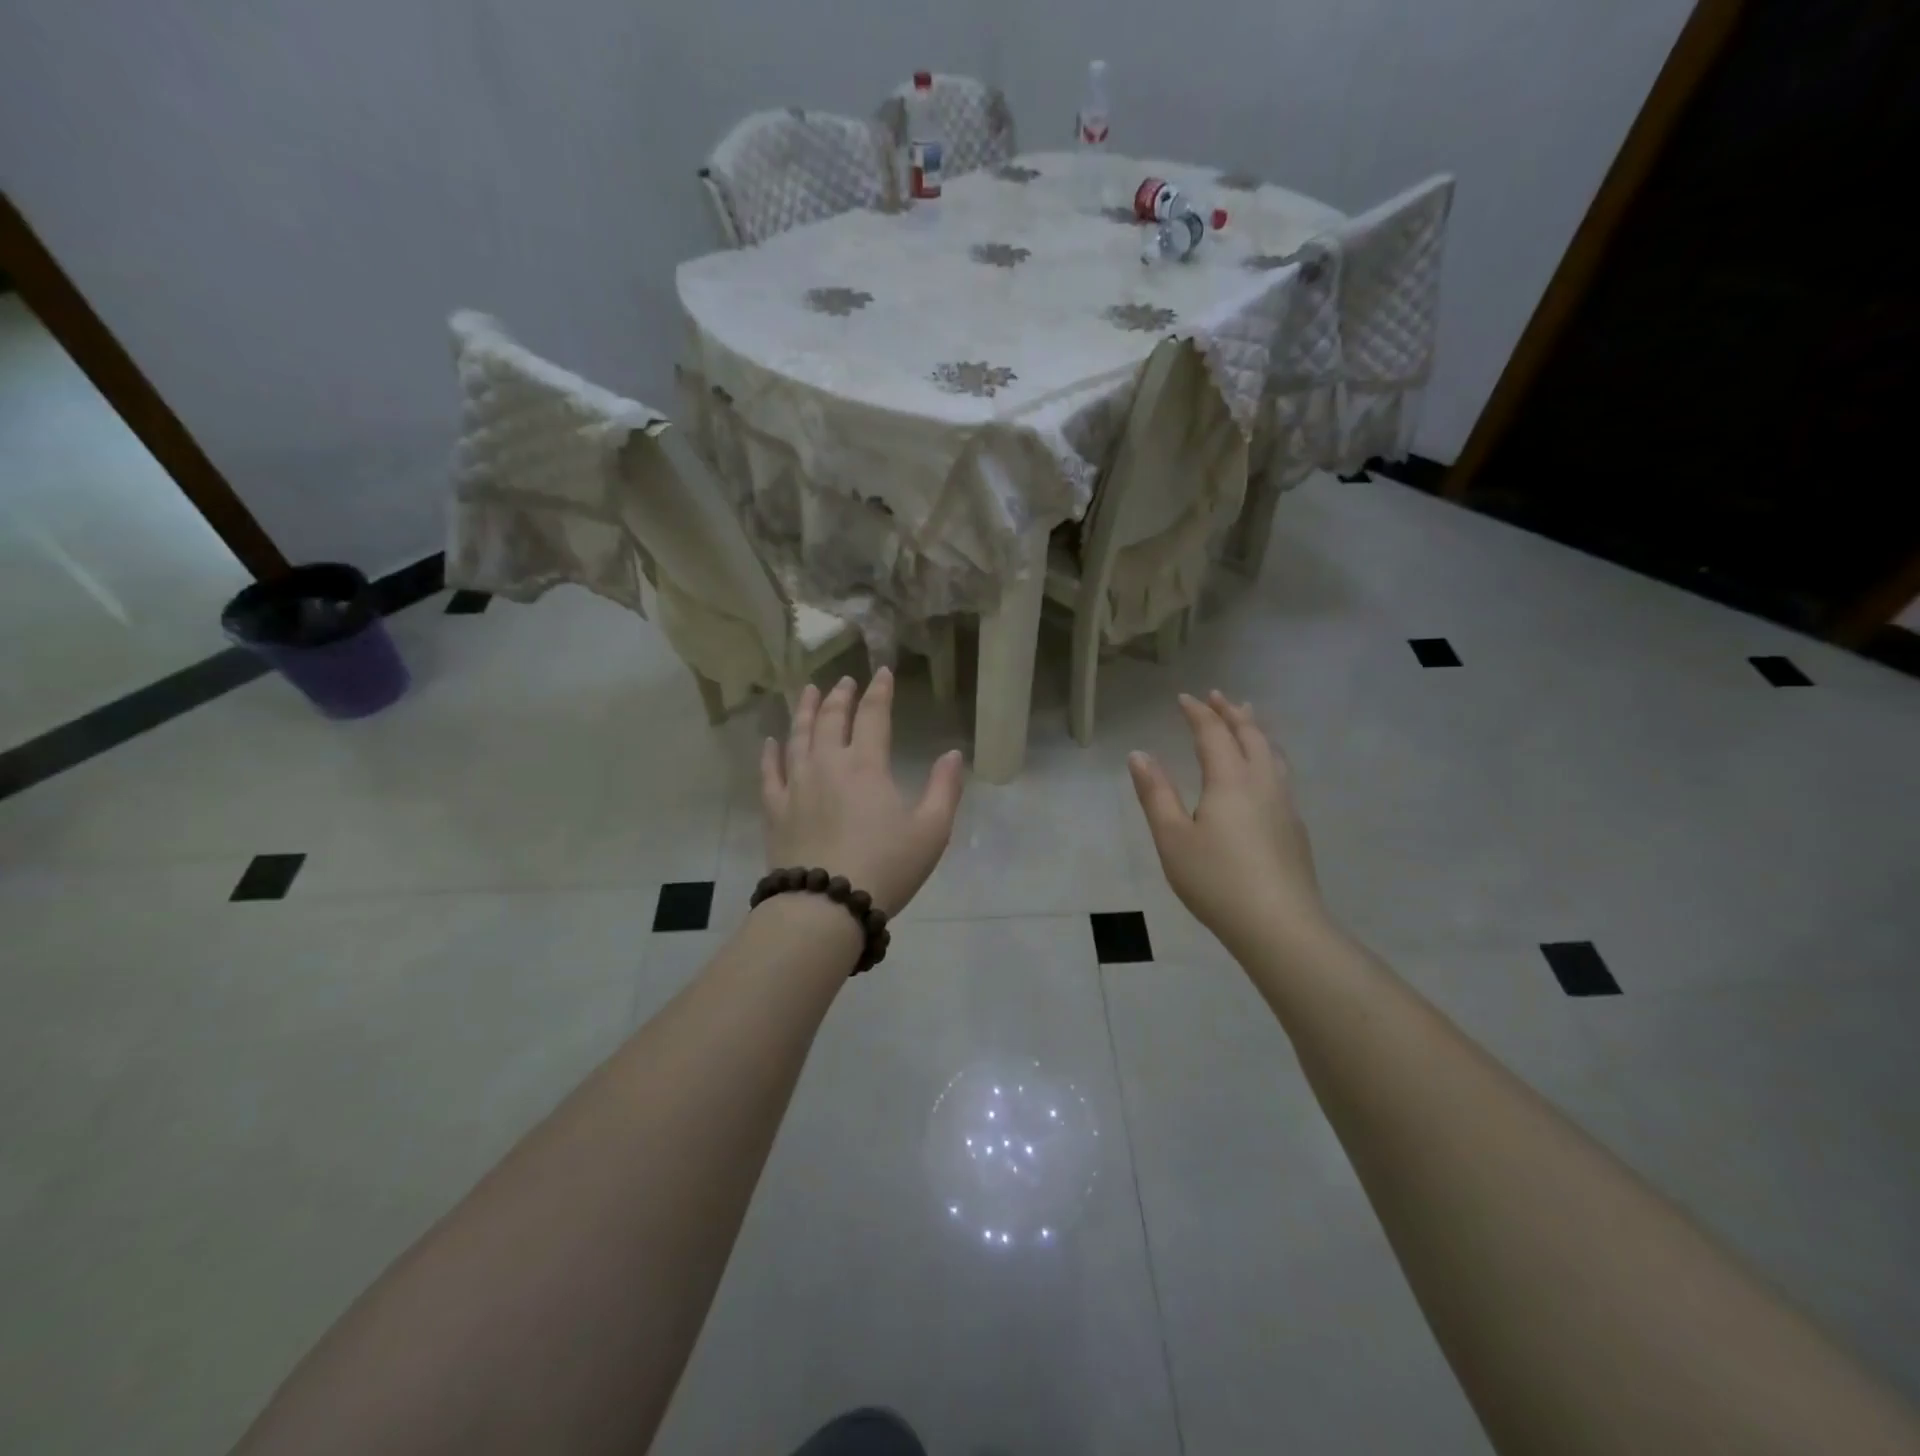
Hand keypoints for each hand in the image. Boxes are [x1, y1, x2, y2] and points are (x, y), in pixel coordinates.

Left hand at [761, 669, 965, 916]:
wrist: (826, 905)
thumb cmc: (886, 867)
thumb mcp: (932, 831)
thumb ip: (945, 788)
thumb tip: (954, 754)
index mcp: (866, 766)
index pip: (873, 716)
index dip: (879, 692)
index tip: (882, 672)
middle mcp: (828, 765)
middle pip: (831, 719)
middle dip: (839, 696)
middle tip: (844, 681)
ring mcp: (796, 786)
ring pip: (798, 737)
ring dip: (804, 711)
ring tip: (807, 692)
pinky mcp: (775, 810)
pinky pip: (769, 774)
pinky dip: (770, 754)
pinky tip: (770, 741)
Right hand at [1128, 691, 1326, 948]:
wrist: (1279, 925)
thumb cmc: (1216, 880)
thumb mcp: (1172, 838)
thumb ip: (1155, 794)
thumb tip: (1139, 754)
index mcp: (1230, 780)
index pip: (1214, 734)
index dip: (1198, 714)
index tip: (1185, 698)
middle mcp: (1262, 783)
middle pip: (1250, 736)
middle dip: (1231, 713)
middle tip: (1217, 697)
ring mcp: (1284, 804)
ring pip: (1272, 753)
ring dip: (1256, 730)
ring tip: (1248, 718)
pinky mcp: (1294, 827)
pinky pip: (1281, 773)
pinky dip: (1268, 754)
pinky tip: (1265, 771)